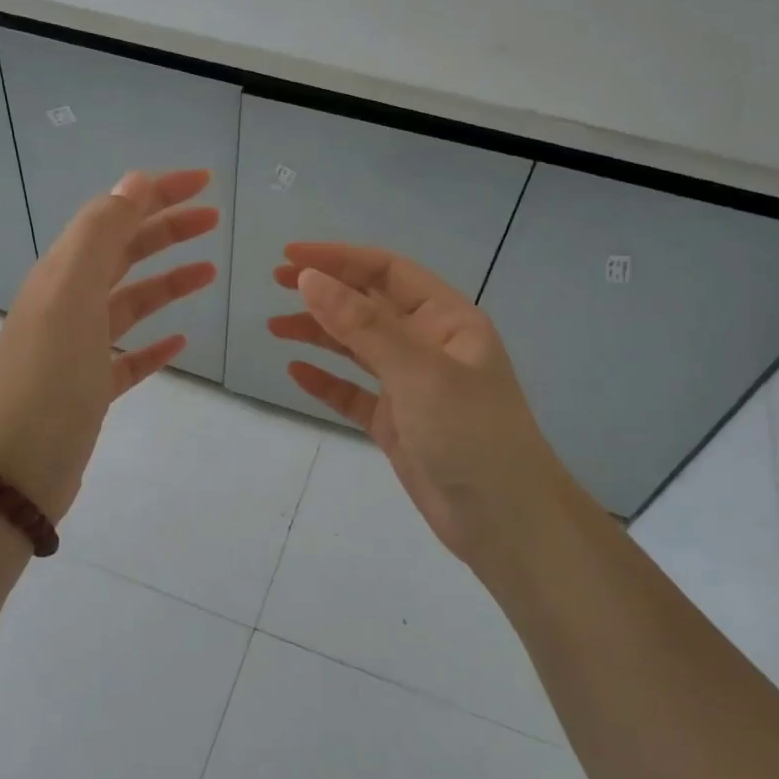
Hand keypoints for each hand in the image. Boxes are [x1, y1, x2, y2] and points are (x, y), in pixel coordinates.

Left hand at [0, 170, 218, 521]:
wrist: (17, 468)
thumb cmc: (49, 376)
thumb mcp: (72, 293)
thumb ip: (101, 234)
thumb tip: (133, 182)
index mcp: (61, 274)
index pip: (112, 216)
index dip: (156, 193)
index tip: (204, 183)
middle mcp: (67, 303)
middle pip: (123, 254)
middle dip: (167, 230)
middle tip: (214, 219)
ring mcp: (78, 348)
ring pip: (130, 302)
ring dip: (167, 282)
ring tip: (209, 272)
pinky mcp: (90, 388)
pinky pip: (128, 355)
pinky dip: (154, 342)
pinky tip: (180, 341)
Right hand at [268, 243, 573, 581]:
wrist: (503, 521)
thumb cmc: (470, 434)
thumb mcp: (418, 372)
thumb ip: (362, 325)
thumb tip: (310, 280)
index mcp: (447, 320)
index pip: (387, 272)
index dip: (339, 258)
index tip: (290, 256)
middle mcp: (429, 346)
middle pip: (370, 305)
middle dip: (326, 291)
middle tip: (276, 283)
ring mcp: (411, 386)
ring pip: (358, 348)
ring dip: (319, 333)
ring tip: (275, 327)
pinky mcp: (396, 424)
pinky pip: (354, 393)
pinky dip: (326, 381)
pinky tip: (297, 372)